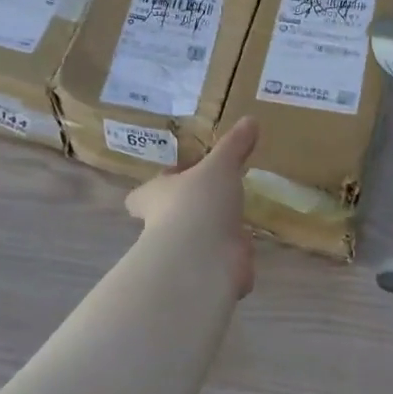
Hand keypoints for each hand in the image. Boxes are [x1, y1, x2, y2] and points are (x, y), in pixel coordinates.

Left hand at [125, 116, 259, 296]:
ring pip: (195, 240)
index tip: (174, 178)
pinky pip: (220, 262)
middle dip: (189, 210)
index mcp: (155, 196)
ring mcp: (184, 254)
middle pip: (170, 217)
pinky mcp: (206, 274)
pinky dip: (231, 258)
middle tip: (212, 197)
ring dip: (212, 234)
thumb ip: (234, 145)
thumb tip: (250, 120)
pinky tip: (245, 249)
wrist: (203, 258)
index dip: (154, 188)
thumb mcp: (219, 165)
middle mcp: (163, 226)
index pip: (141, 195)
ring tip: (233, 221)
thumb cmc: (198, 202)